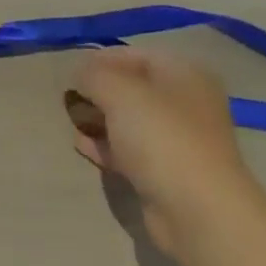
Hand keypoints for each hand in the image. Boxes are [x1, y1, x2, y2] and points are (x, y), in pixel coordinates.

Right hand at [65, 47, 258, 240]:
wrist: (197, 209)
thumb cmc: (161, 138)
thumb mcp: (119, 93)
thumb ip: (94, 75)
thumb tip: (80, 74)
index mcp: (184, 74)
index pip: (135, 55)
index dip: (100, 60)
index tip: (71, 74)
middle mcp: (184, 102)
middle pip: (131, 88)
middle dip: (97, 92)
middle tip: (69, 101)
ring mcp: (176, 139)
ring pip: (128, 120)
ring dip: (98, 120)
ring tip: (72, 124)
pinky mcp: (165, 170)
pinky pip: (128, 149)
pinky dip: (105, 146)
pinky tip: (83, 147)